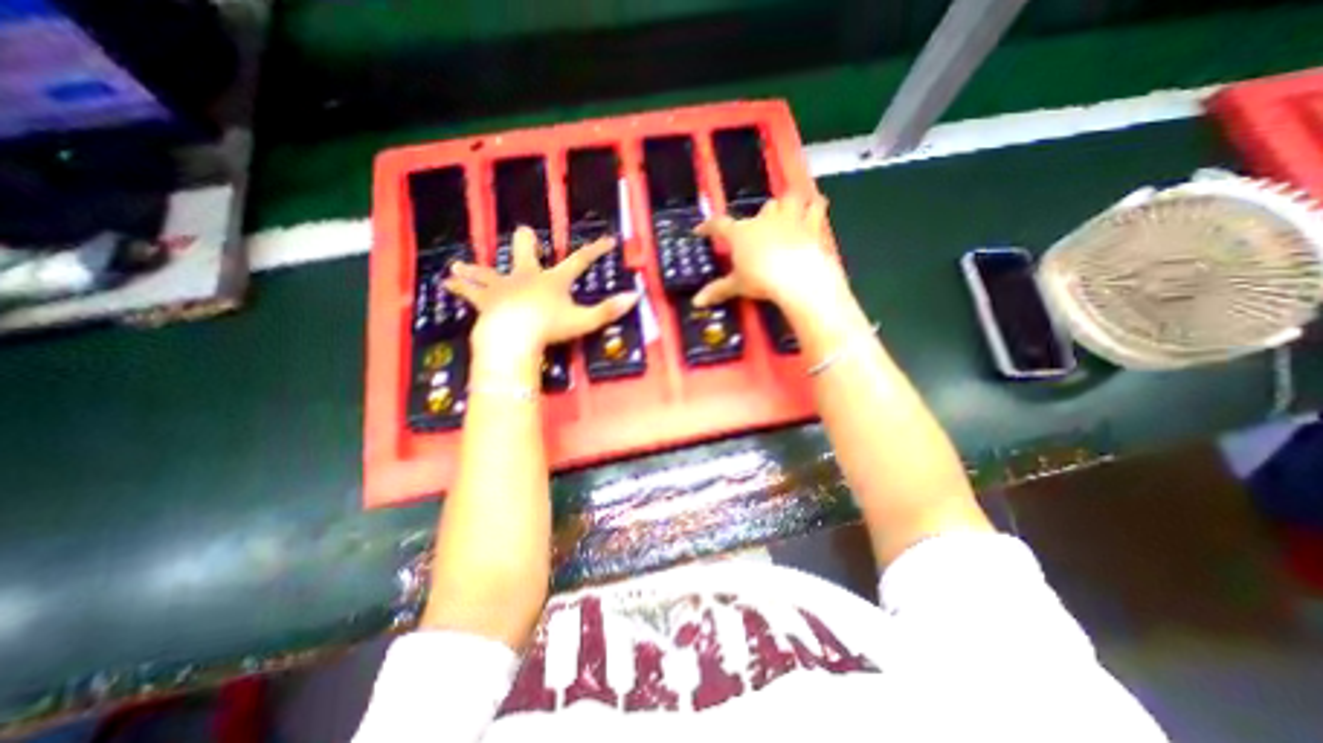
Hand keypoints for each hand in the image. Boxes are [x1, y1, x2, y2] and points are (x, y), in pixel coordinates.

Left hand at [442, 230, 641, 356]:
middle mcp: (527, 276)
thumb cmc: (549, 327)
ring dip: (478, 269)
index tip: (608, 241)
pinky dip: (459, 287)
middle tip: (524, 234)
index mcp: (553, 280)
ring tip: (462, 264)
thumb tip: (634, 297)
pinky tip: (446, 283)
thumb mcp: (584, 321)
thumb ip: (608, 310)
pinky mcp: (485, 301)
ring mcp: (503, 287)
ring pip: (489, 271)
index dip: (596, 251)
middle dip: (526, 243)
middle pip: (525, 253)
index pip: (580, 261)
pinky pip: (469, 292)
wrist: (513, 335)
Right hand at [686, 191, 840, 309]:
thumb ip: (717, 291)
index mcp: (741, 233)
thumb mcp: (737, 286)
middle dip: (762, 216)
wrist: (796, 277)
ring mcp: (789, 219)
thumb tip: (696, 302)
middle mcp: (764, 220)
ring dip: (789, 203)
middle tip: (761, 229)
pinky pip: (816, 207)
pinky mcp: (812, 225)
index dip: (708, 227)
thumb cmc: (760, 279)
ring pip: (788, 200)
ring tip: (790, 208)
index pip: (719, 225)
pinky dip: (815, 206)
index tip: (700, 230)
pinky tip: (817, 205)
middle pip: (762, 209)